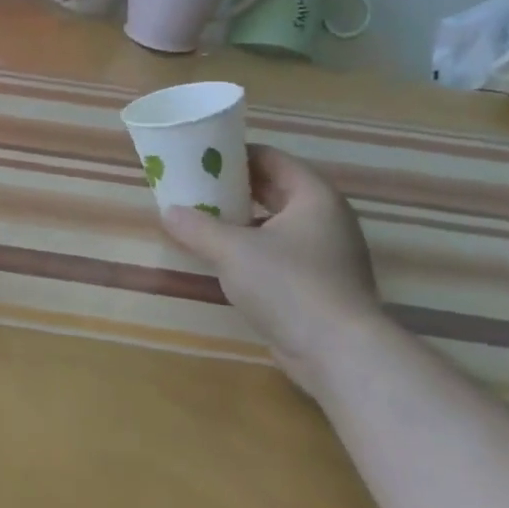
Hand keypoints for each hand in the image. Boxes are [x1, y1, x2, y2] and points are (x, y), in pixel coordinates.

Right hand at [160, 146, 383, 395]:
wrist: (339, 353)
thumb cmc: (288, 285)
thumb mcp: (231, 250)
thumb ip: (196, 227)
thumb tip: (169, 212)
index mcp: (314, 197)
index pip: (271, 158)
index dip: (234, 154)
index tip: (200, 157)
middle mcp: (326, 219)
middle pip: (273, 189)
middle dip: (233, 187)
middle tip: (194, 186)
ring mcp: (327, 253)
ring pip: (275, 223)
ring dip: (240, 220)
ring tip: (201, 219)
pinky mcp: (320, 284)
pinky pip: (279, 252)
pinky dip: (251, 248)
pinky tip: (223, 258)